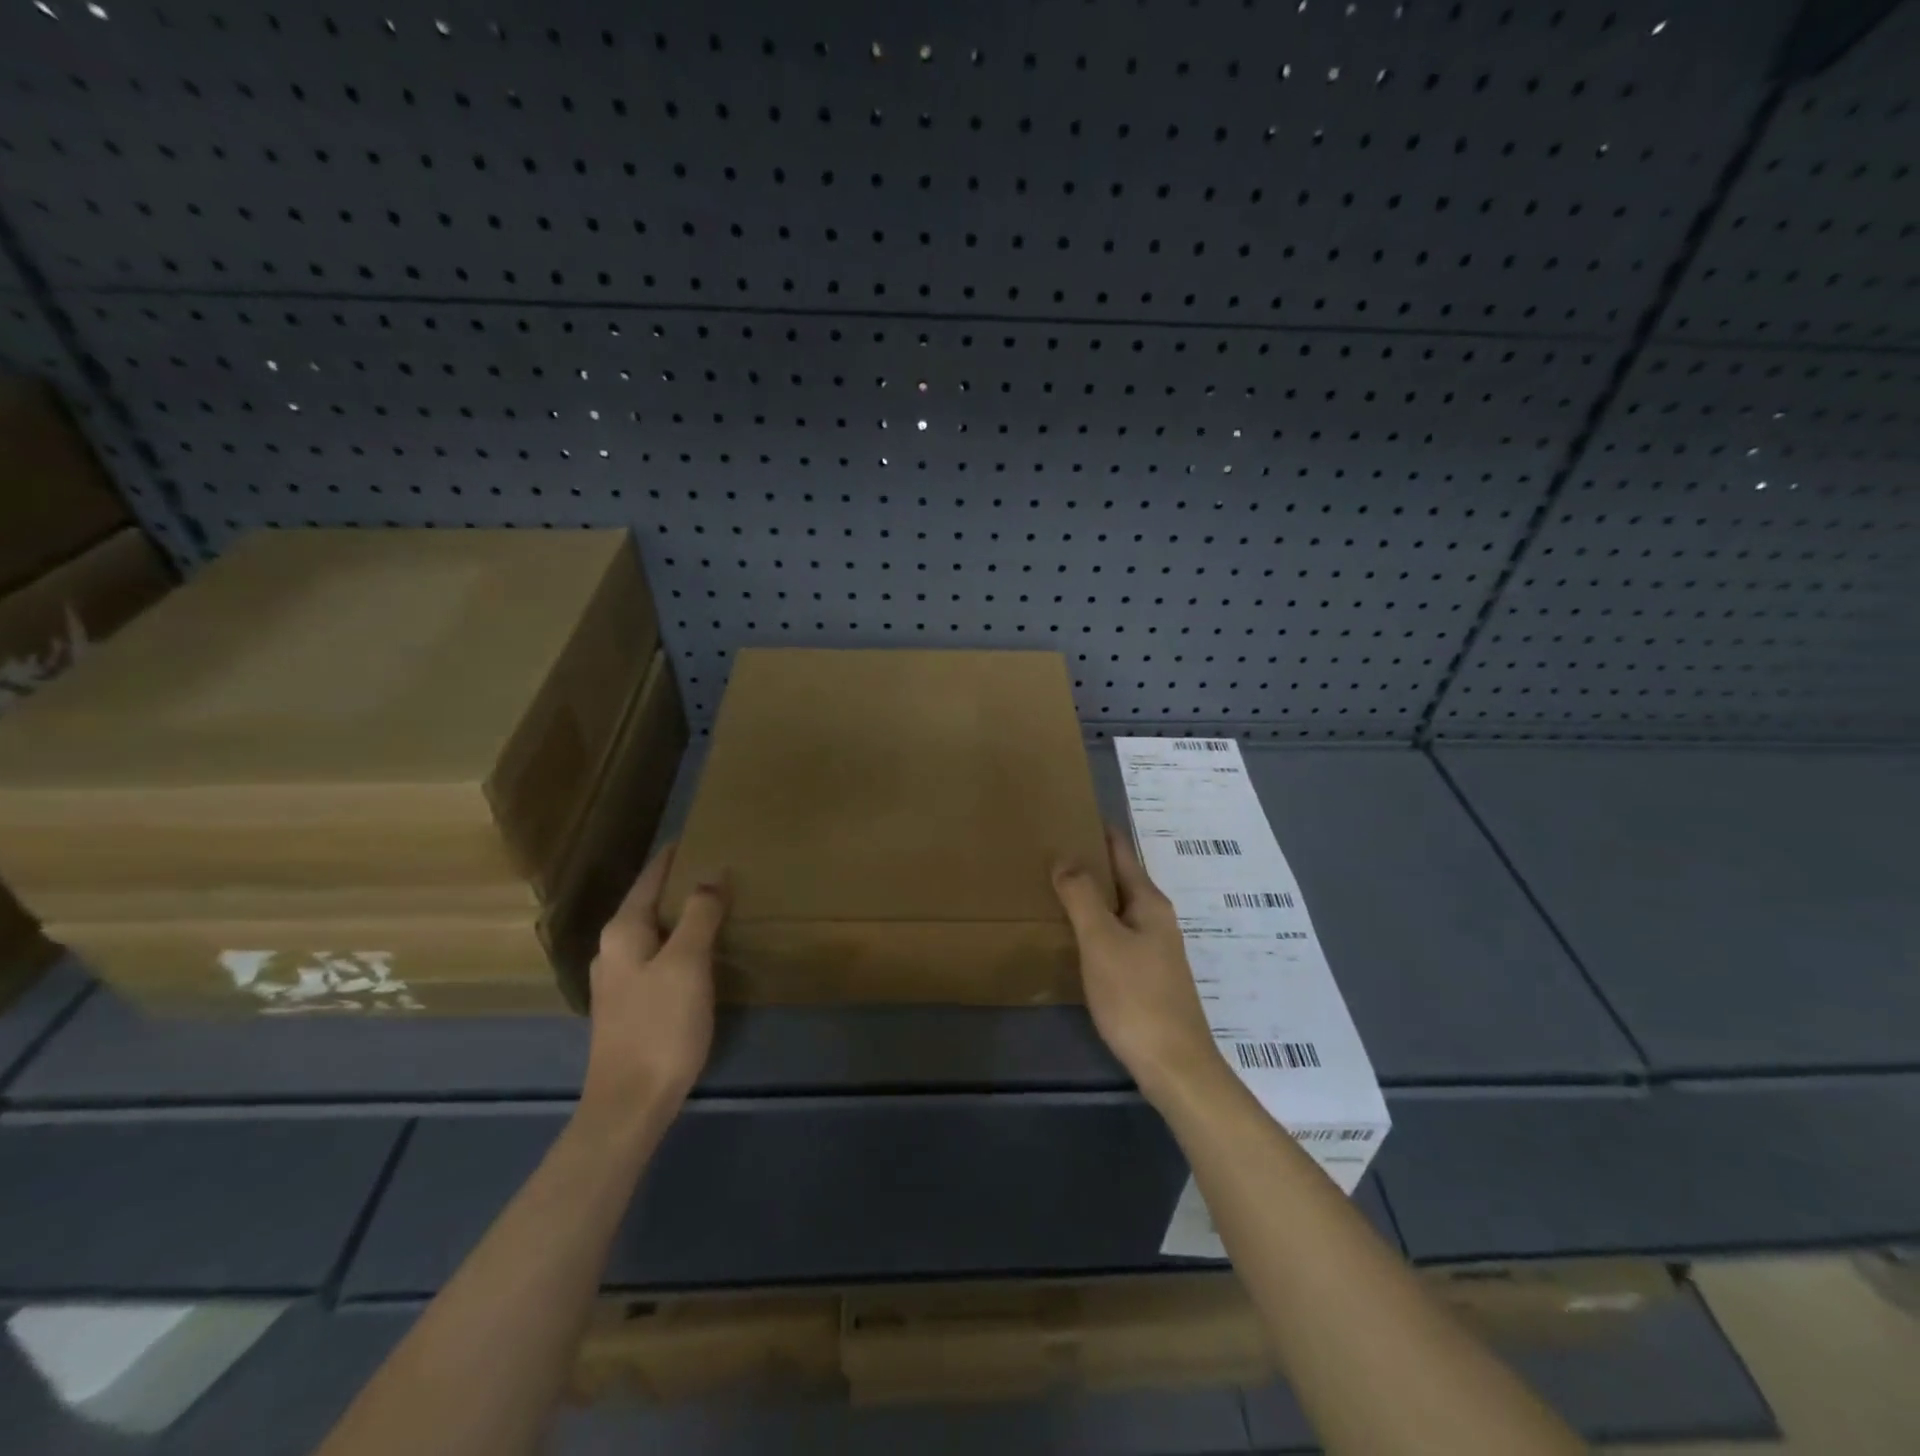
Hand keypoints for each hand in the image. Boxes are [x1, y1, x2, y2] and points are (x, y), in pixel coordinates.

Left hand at [581, 844, 728, 1117]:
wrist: (631, 1103)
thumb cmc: (660, 1026)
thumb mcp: (687, 963)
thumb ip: (700, 914)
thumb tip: (712, 873)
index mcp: (622, 932)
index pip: (650, 878)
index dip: (674, 856)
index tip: (700, 834)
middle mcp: (614, 949)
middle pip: (650, 902)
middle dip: (681, 883)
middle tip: (720, 866)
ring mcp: (620, 979)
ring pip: (655, 931)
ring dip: (682, 914)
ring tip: (717, 902)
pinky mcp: (632, 1004)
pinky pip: (659, 955)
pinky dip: (681, 941)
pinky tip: (703, 949)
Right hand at [1053, 826, 1222, 1106]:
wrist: (1174, 1066)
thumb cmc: (1136, 997)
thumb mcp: (1102, 941)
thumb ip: (1082, 896)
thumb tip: (1064, 855)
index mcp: (1149, 903)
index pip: (1122, 852)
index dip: (1098, 830)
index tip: (1069, 812)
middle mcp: (1156, 919)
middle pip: (1120, 878)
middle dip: (1089, 861)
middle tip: (1049, 848)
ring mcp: (1154, 949)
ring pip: (1117, 908)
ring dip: (1090, 893)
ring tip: (1053, 885)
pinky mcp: (1146, 975)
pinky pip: (1115, 934)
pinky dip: (1093, 923)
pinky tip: (1073, 933)